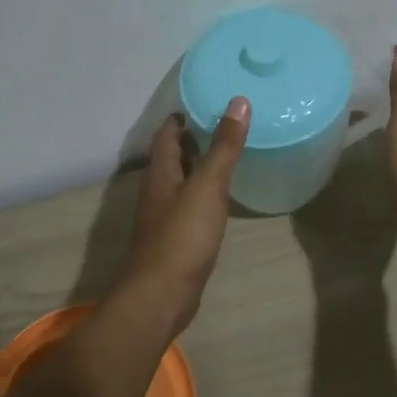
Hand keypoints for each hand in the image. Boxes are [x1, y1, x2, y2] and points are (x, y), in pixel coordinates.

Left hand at [114, 98, 250, 336]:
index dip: (182, 117)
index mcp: (161, 172)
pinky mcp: (174, 239)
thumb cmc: (183, 235)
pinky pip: (187, 205)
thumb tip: (238, 102)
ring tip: (226, 155)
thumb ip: (224, 146)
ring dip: (197, 166)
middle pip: (172, 156)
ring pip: (179, 181)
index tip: (205, 103)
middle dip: (192, 139)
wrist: (162, 295)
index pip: (166, 133)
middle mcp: (157, 190)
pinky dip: (202, 193)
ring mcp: (163, 216)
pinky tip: (220, 198)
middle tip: (223, 125)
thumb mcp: (208, 186)